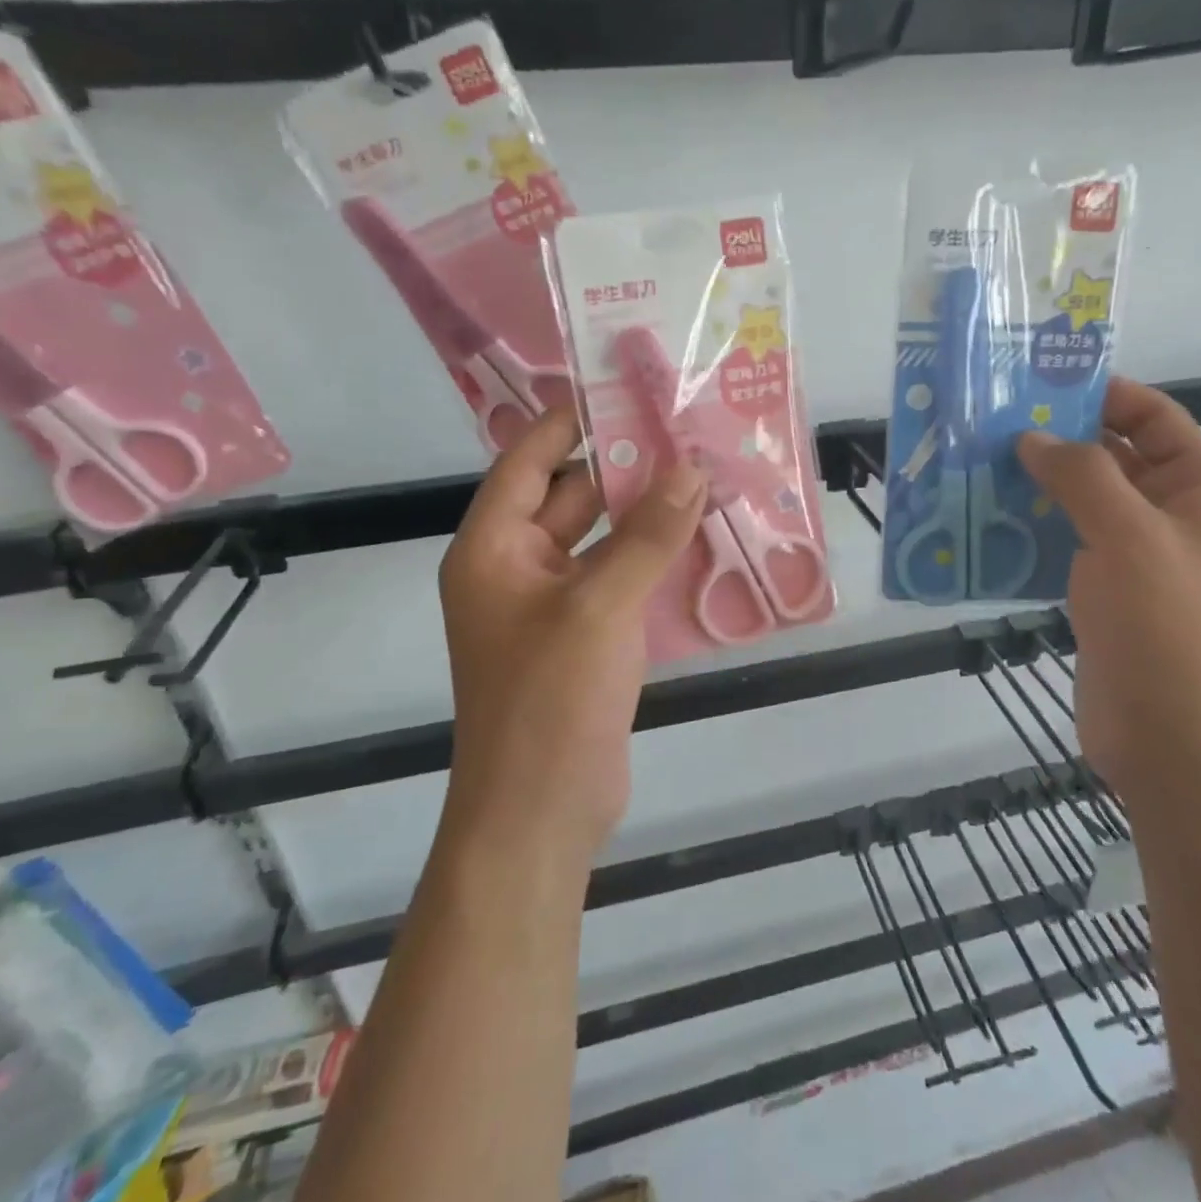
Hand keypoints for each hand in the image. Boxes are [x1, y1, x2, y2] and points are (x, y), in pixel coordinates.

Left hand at [440, 408, 706, 861]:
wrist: (542, 812)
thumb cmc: (551, 700)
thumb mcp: (600, 606)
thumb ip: (647, 535)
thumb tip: (691, 469)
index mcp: (493, 549)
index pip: (529, 461)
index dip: (571, 421)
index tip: (624, 389)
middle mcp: (517, 568)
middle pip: (571, 498)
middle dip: (626, 469)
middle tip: (687, 433)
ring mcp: (553, 606)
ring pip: (603, 541)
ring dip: (647, 516)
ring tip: (707, 477)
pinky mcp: (586, 638)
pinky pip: (620, 581)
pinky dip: (654, 561)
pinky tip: (704, 541)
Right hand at [1015, 378, 1200, 794]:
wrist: (1174, 742)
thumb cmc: (1167, 629)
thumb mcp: (1129, 537)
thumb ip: (1081, 477)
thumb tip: (1032, 438)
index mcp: (1198, 491)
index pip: (1154, 419)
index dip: (1104, 395)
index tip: (1040, 384)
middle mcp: (1168, 518)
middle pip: (1110, 458)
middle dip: (1056, 440)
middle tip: (990, 424)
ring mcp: (1133, 559)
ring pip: (1078, 504)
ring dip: (1033, 487)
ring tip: (973, 467)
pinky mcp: (1100, 595)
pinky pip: (1060, 546)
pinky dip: (1026, 532)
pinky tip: (982, 524)